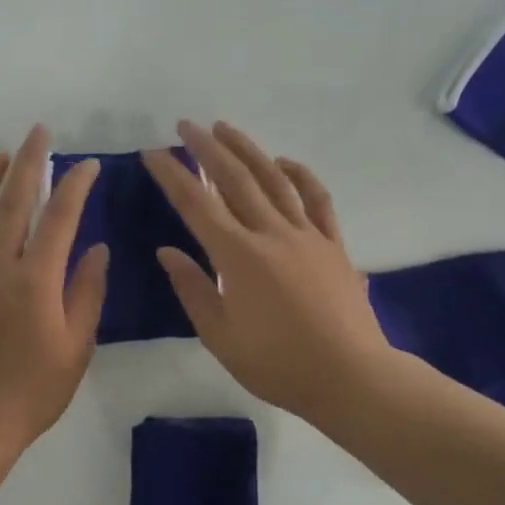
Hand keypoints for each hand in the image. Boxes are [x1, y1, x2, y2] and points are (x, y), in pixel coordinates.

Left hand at [0, 125, 108, 451]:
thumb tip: (96, 248)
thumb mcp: (76, 348)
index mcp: (35, 281)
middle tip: (37, 133)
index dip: (74, 185)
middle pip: (11, 202)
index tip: (86, 165)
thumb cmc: (32, 392)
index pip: (59, 219)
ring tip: (0, 156)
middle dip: (27, 162)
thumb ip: (87, 293)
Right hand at [144, 121, 408, 424]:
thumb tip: (167, 251)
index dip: (172, 175)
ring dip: (247, 150)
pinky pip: (316, 199)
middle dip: (206, 148)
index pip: (196, 204)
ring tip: (225, 128)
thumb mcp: (220, 336)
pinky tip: (284, 162)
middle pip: (234, 179)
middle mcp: (271, 234)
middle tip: (186, 125)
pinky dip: (300, 175)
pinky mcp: (333, 244)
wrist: (351, 379)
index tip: (153, 152)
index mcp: (237, 256)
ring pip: (273, 180)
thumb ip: (192, 289)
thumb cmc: (278, 364)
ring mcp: (306, 235)